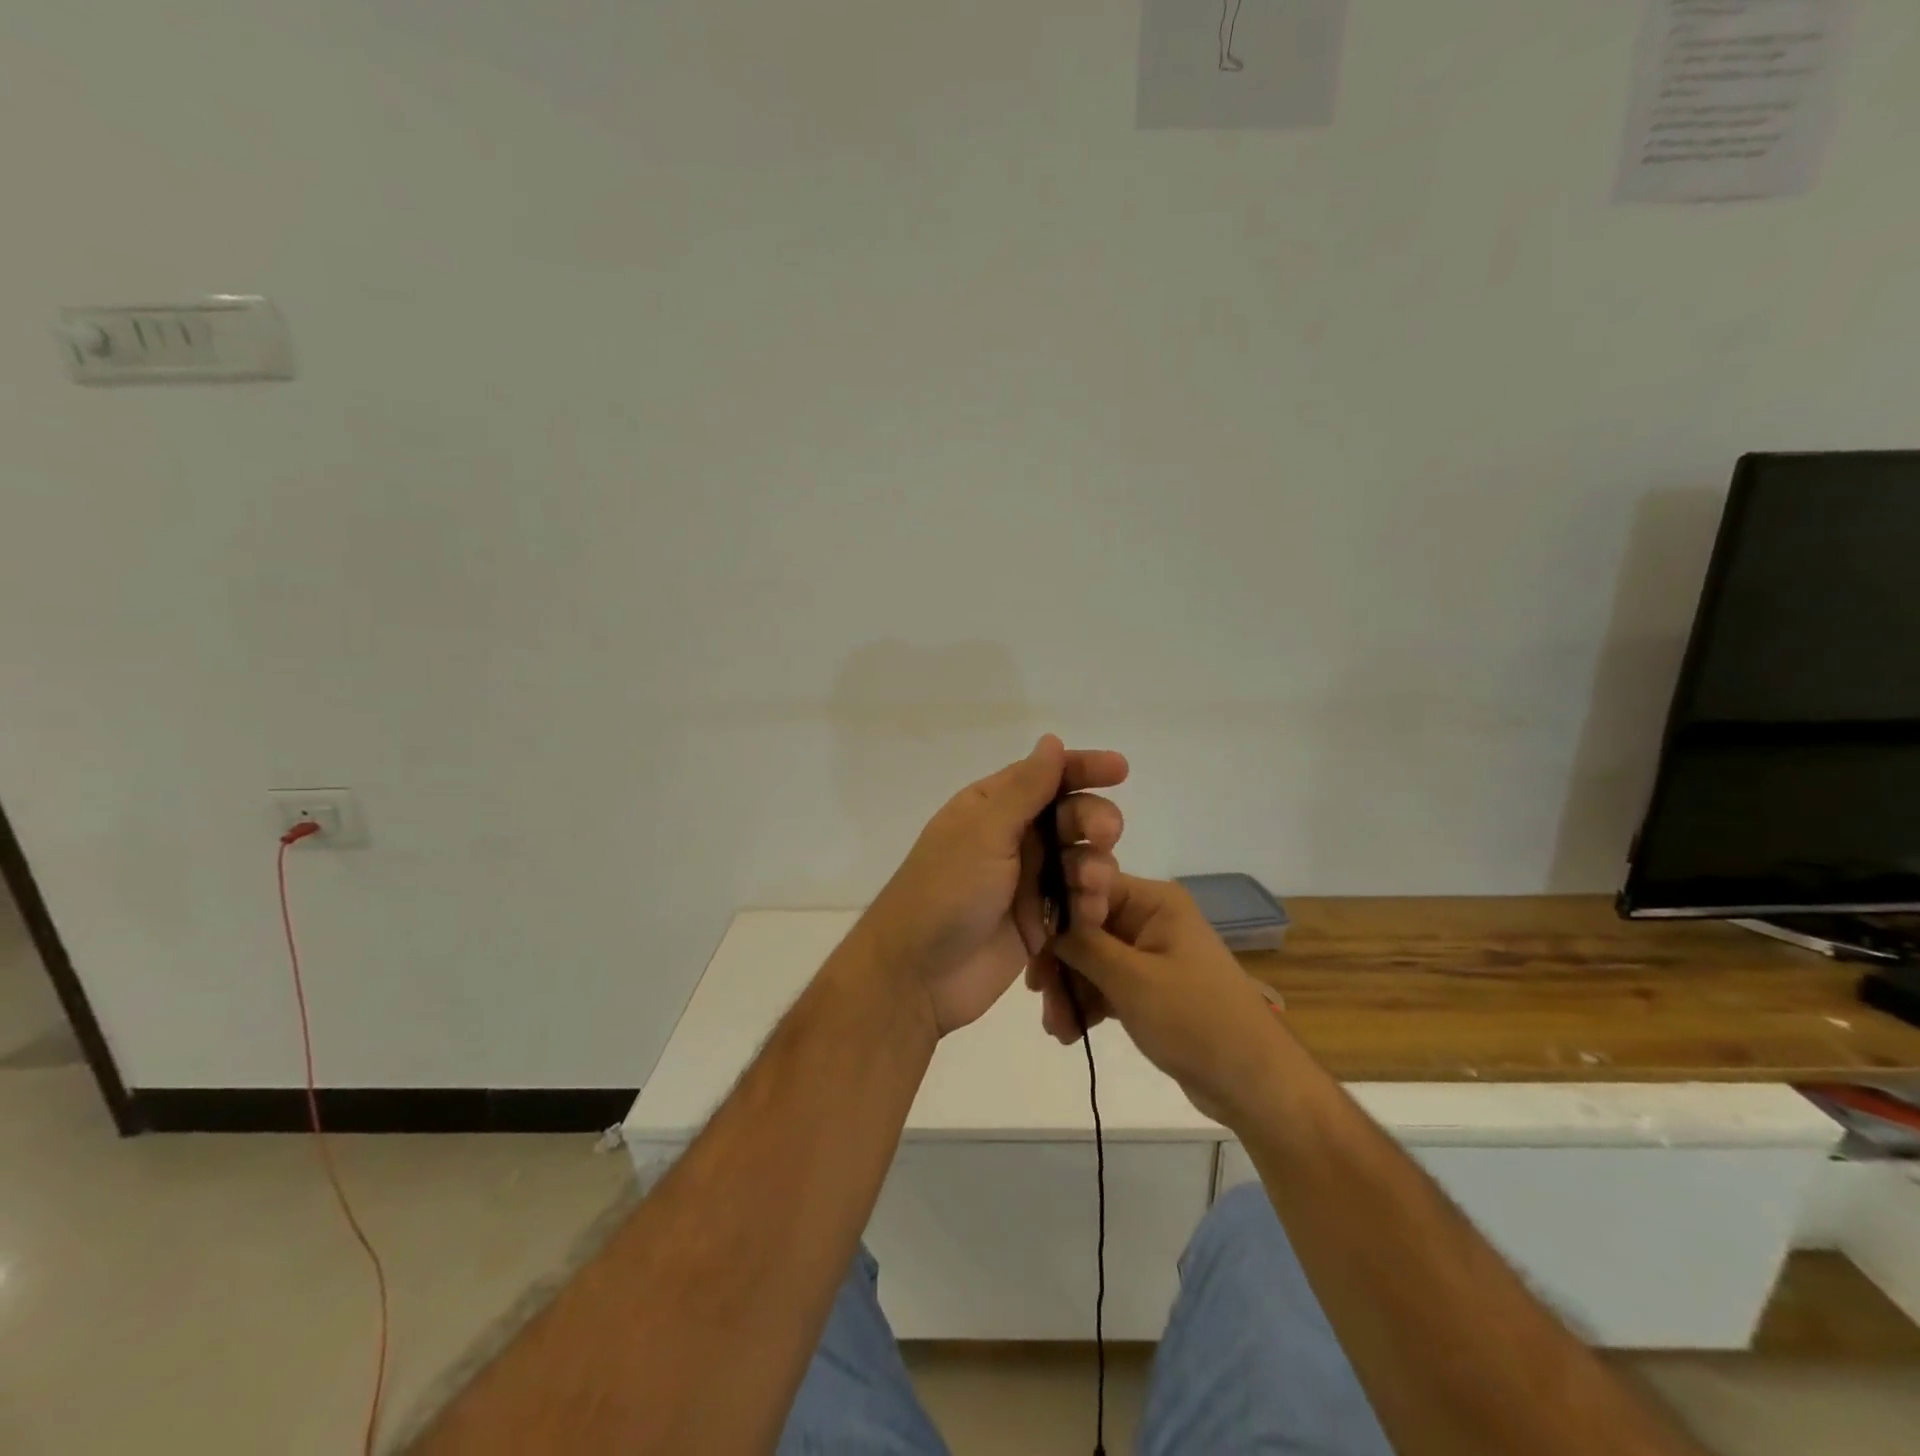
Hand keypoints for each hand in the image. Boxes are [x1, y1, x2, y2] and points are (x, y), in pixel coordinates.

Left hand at [859, 735, 1128, 1037]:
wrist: (917, 975)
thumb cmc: (945, 891)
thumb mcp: (984, 831)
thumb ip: (1025, 789)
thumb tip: (1052, 740)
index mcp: (992, 808)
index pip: (1045, 777)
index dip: (1083, 769)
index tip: (1120, 770)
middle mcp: (1013, 839)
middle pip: (1072, 817)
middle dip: (1094, 822)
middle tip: (1103, 835)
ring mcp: (1028, 882)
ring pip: (1082, 860)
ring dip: (1095, 867)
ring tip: (1090, 886)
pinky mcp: (1040, 923)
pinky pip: (1079, 903)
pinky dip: (1090, 904)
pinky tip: (1089, 914)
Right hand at [1054, 874, 1285, 1125]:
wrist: (1254, 1085)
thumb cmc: (1196, 1020)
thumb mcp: (1132, 980)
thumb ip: (1083, 945)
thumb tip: (1043, 918)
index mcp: (1154, 902)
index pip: (1089, 887)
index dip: (1056, 911)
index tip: (1029, 943)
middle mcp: (1150, 919)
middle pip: (1085, 926)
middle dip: (1060, 962)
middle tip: (1038, 995)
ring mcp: (1150, 955)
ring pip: (1091, 959)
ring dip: (1069, 989)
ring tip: (1056, 1028)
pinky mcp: (1149, 988)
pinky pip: (1105, 984)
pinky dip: (1087, 1003)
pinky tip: (1069, 1032)